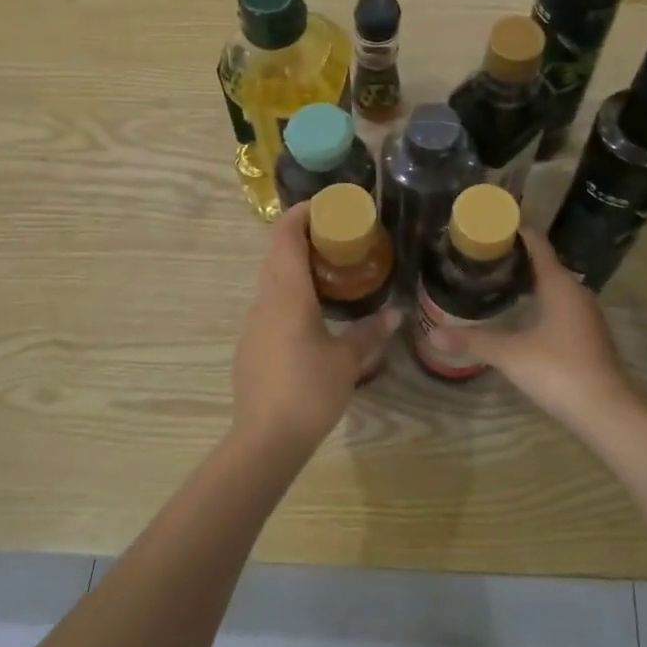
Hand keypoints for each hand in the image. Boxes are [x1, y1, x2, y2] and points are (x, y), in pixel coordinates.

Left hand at [231, 204, 400, 455]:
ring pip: (271, 280)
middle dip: (302, 237)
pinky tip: (311, 313)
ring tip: (329, 271)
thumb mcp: (347, 360)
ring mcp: (253, 323)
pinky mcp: (250, 345)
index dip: (301, 214)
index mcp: (287, 294)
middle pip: (276, 254)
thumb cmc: (308, 391)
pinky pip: (269, 304)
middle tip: (336, 237)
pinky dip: (289, 293)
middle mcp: (265, 301)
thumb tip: (395, 314)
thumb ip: (369, 332)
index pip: (286, 237)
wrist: (265, 439)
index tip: (325, 206)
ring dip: (294, 266)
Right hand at [430, 228, 645, 435]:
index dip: (517, 231)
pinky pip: (561, 305)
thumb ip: (472, 341)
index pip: (537, 244)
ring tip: (497, 280)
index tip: (492, 223)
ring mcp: (586, 314)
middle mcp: (576, 291)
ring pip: (555, 286)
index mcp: (559, 284)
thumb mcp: (509, 354)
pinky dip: (541, 300)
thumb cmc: (557, 371)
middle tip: (484, 255)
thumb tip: (433, 334)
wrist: (606, 411)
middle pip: (546, 263)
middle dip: (517, 257)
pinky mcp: (588, 334)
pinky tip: (521, 313)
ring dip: (530, 280)